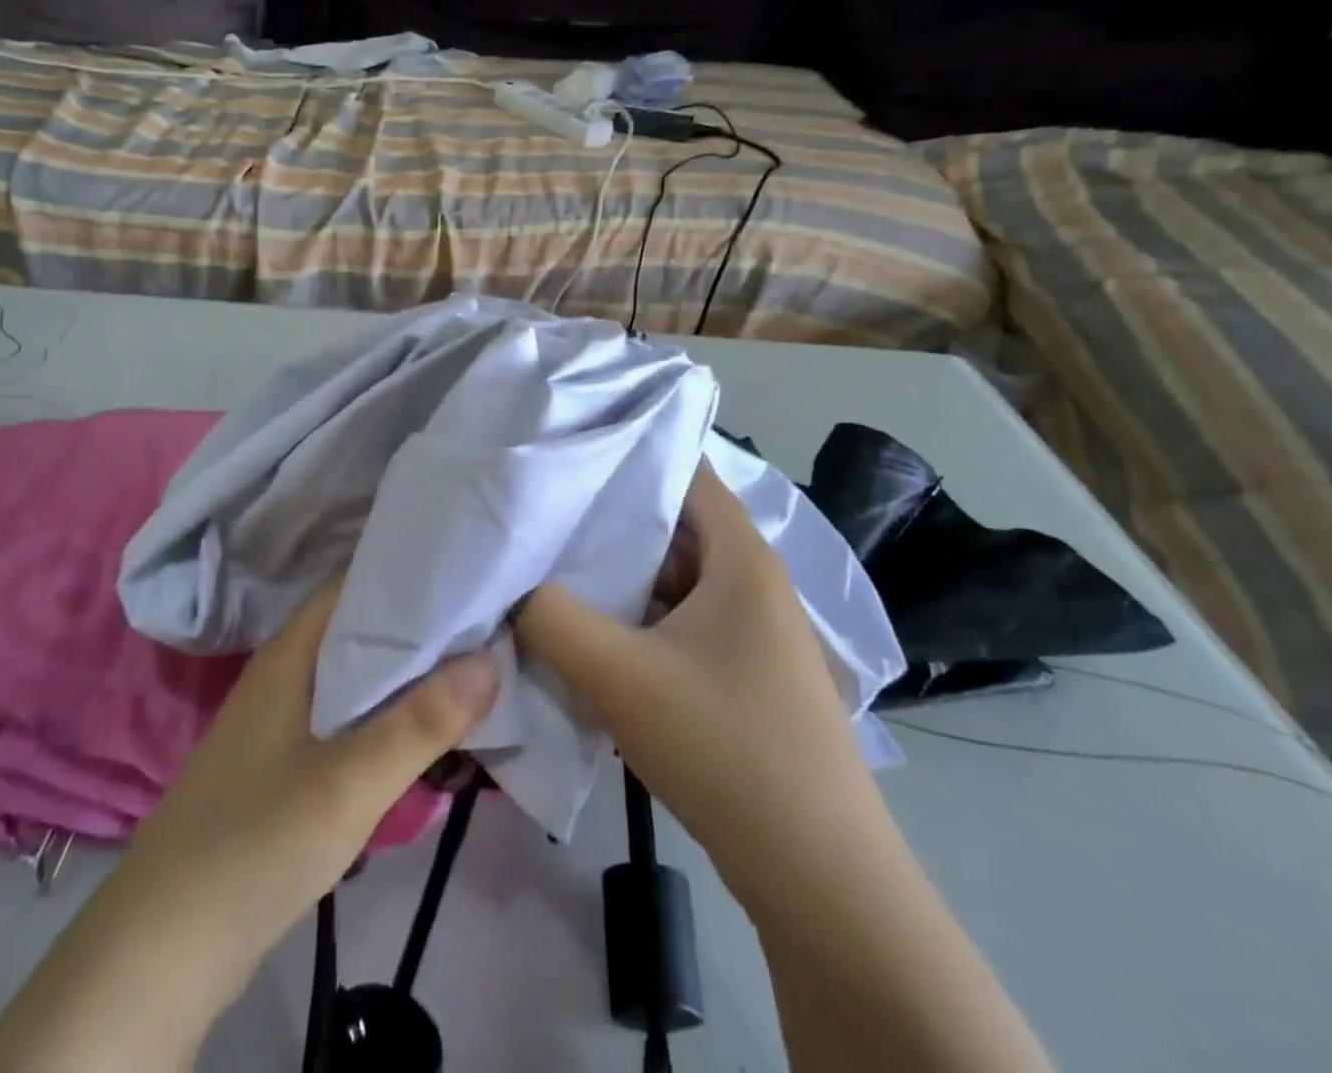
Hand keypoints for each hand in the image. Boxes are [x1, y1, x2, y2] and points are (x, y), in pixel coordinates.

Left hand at [0, 581, 498, 1072]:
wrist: (164, 947)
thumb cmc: (256, 842)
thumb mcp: (349, 782)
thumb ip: (422, 722)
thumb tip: (490, 658)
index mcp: (292, 651)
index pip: (357, 584)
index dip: (413, 573)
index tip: (471, 572)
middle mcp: (286, 671)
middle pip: (362, 630)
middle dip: (423, 627)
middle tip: (489, 621)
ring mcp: (284, 718)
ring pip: (358, 676)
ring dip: (409, 674)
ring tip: (474, 667)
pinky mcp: (287, 761)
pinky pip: (349, 717)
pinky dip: (388, 714)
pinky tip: (426, 729)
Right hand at [516, 460, 876, 898]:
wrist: (819, 878)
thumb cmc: (725, 748)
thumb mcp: (618, 675)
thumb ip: (551, 618)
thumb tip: (512, 586)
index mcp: (742, 559)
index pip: (686, 473)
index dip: (629, 454)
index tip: (568, 453)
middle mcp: (753, 583)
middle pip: (674, 527)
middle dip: (609, 521)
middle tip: (543, 514)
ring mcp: (752, 633)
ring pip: (673, 580)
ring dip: (620, 579)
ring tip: (552, 570)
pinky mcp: (744, 676)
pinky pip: (680, 625)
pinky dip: (637, 621)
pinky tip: (591, 638)